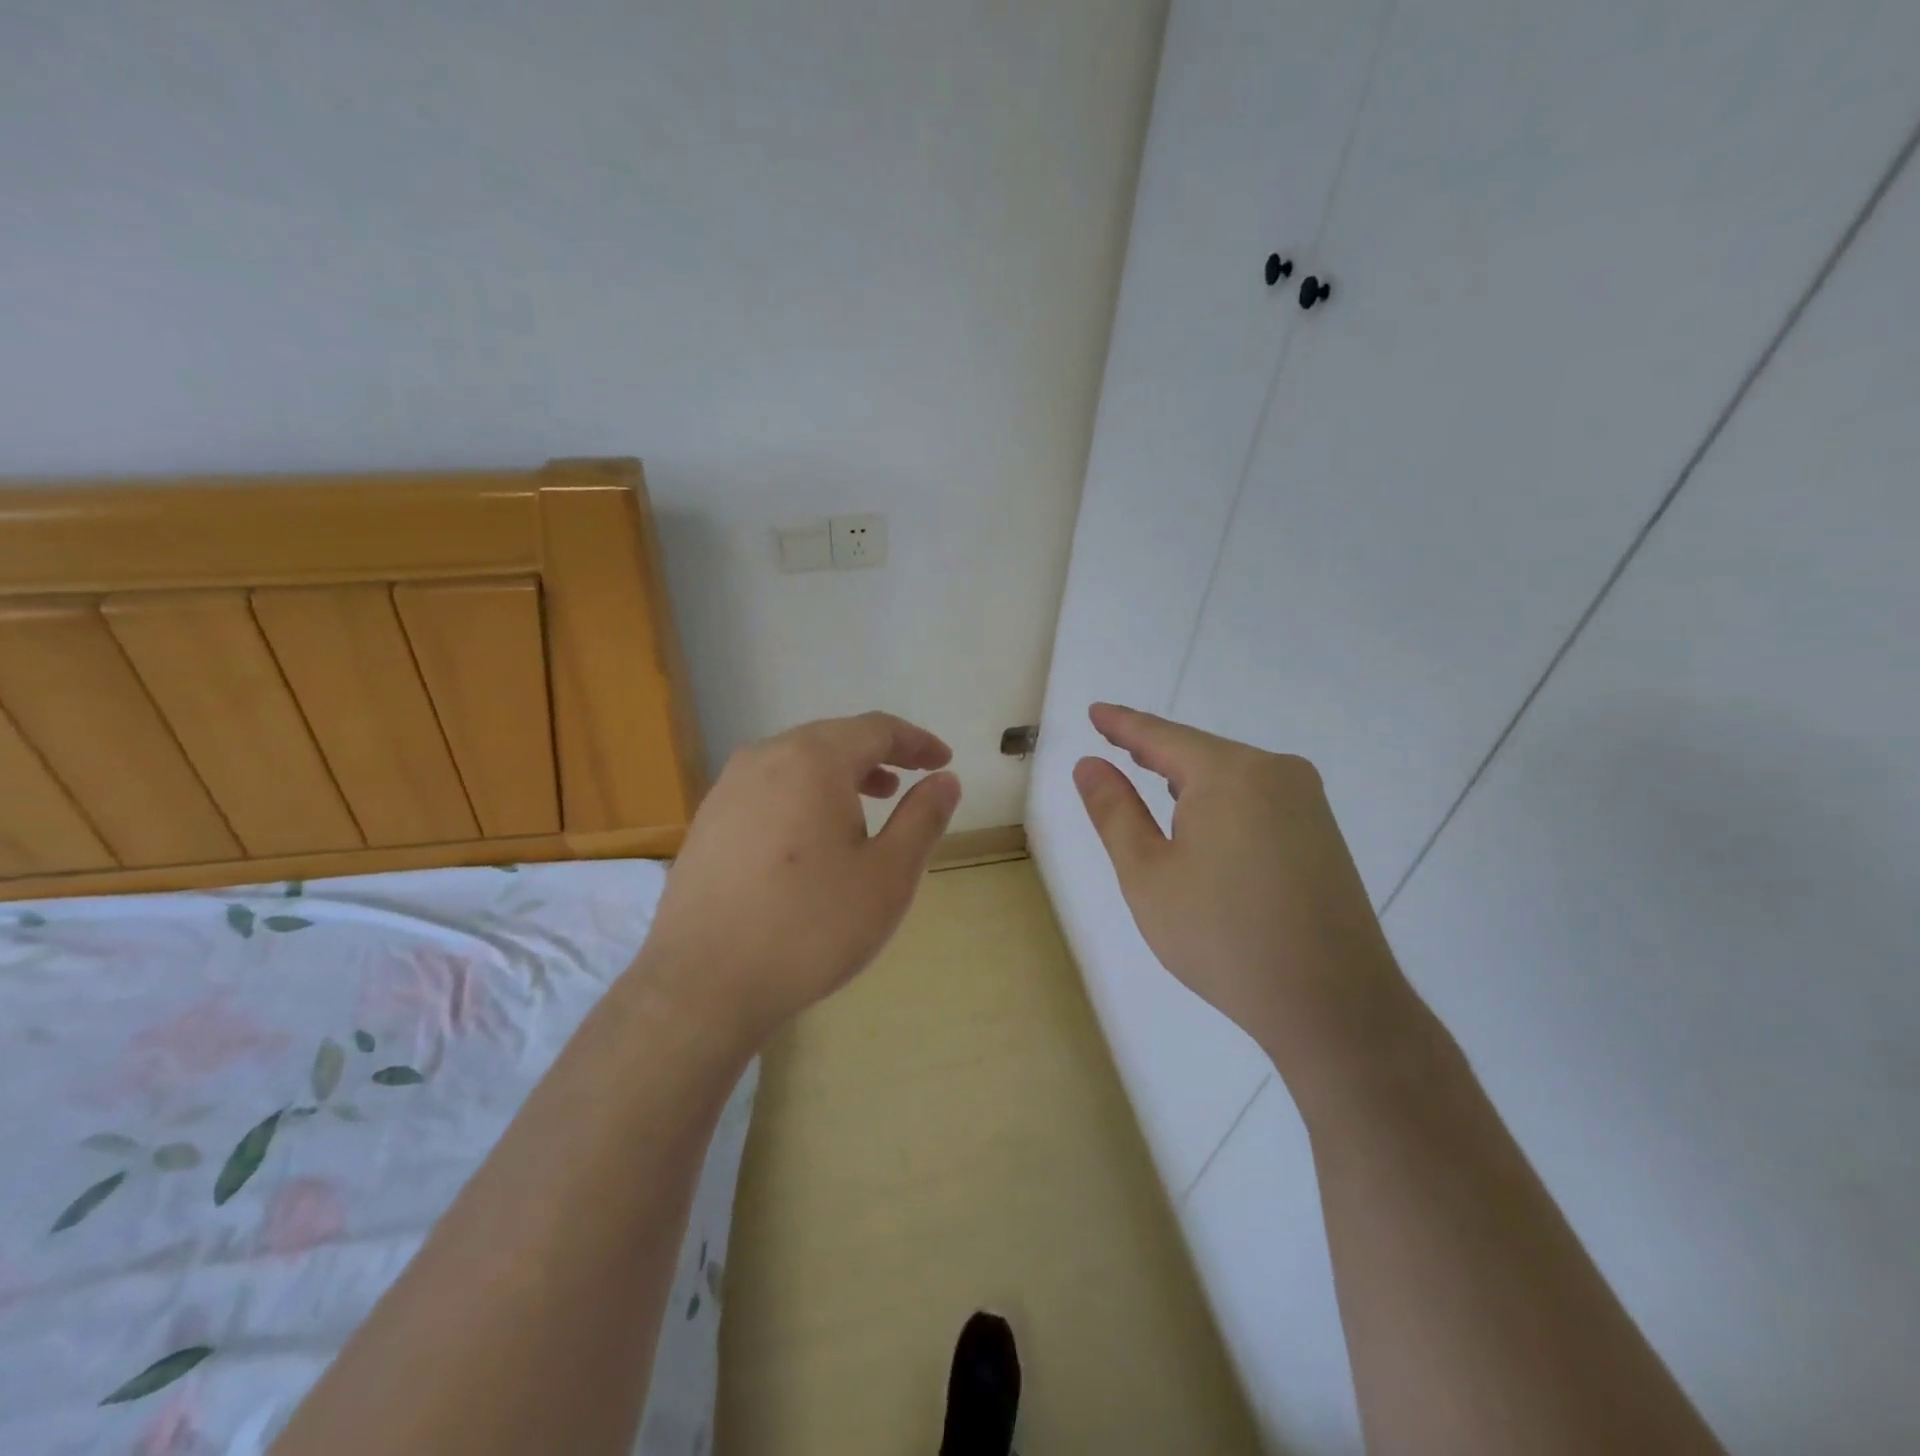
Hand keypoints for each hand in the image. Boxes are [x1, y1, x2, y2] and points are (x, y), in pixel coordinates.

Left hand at [636, 712, 960, 1053]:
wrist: (704, 985)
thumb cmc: (811, 926)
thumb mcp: (888, 875)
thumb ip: (923, 818)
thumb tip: (946, 780)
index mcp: (813, 759)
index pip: (876, 729)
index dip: (916, 741)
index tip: (943, 761)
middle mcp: (764, 758)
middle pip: (833, 739)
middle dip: (878, 755)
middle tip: (909, 781)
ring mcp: (727, 789)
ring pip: (797, 763)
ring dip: (840, 775)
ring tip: (868, 805)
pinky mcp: (708, 822)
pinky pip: (769, 788)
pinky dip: (805, 795)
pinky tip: (812, 837)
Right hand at [1073, 703, 1409, 1080]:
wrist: (1332, 1004)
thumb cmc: (1222, 937)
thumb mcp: (1148, 875)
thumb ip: (1115, 812)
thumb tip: (1090, 765)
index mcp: (1230, 773)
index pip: (1161, 736)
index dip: (1123, 724)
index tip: (1095, 711)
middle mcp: (1276, 772)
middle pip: (1199, 752)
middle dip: (1155, 752)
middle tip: (1114, 744)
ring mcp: (1307, 802)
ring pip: (1230, 775)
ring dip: (1188, 780)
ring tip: (1150, 780)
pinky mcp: (1322, 832)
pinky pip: (1257, 798)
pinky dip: (1220, 801)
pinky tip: (1204, 824)